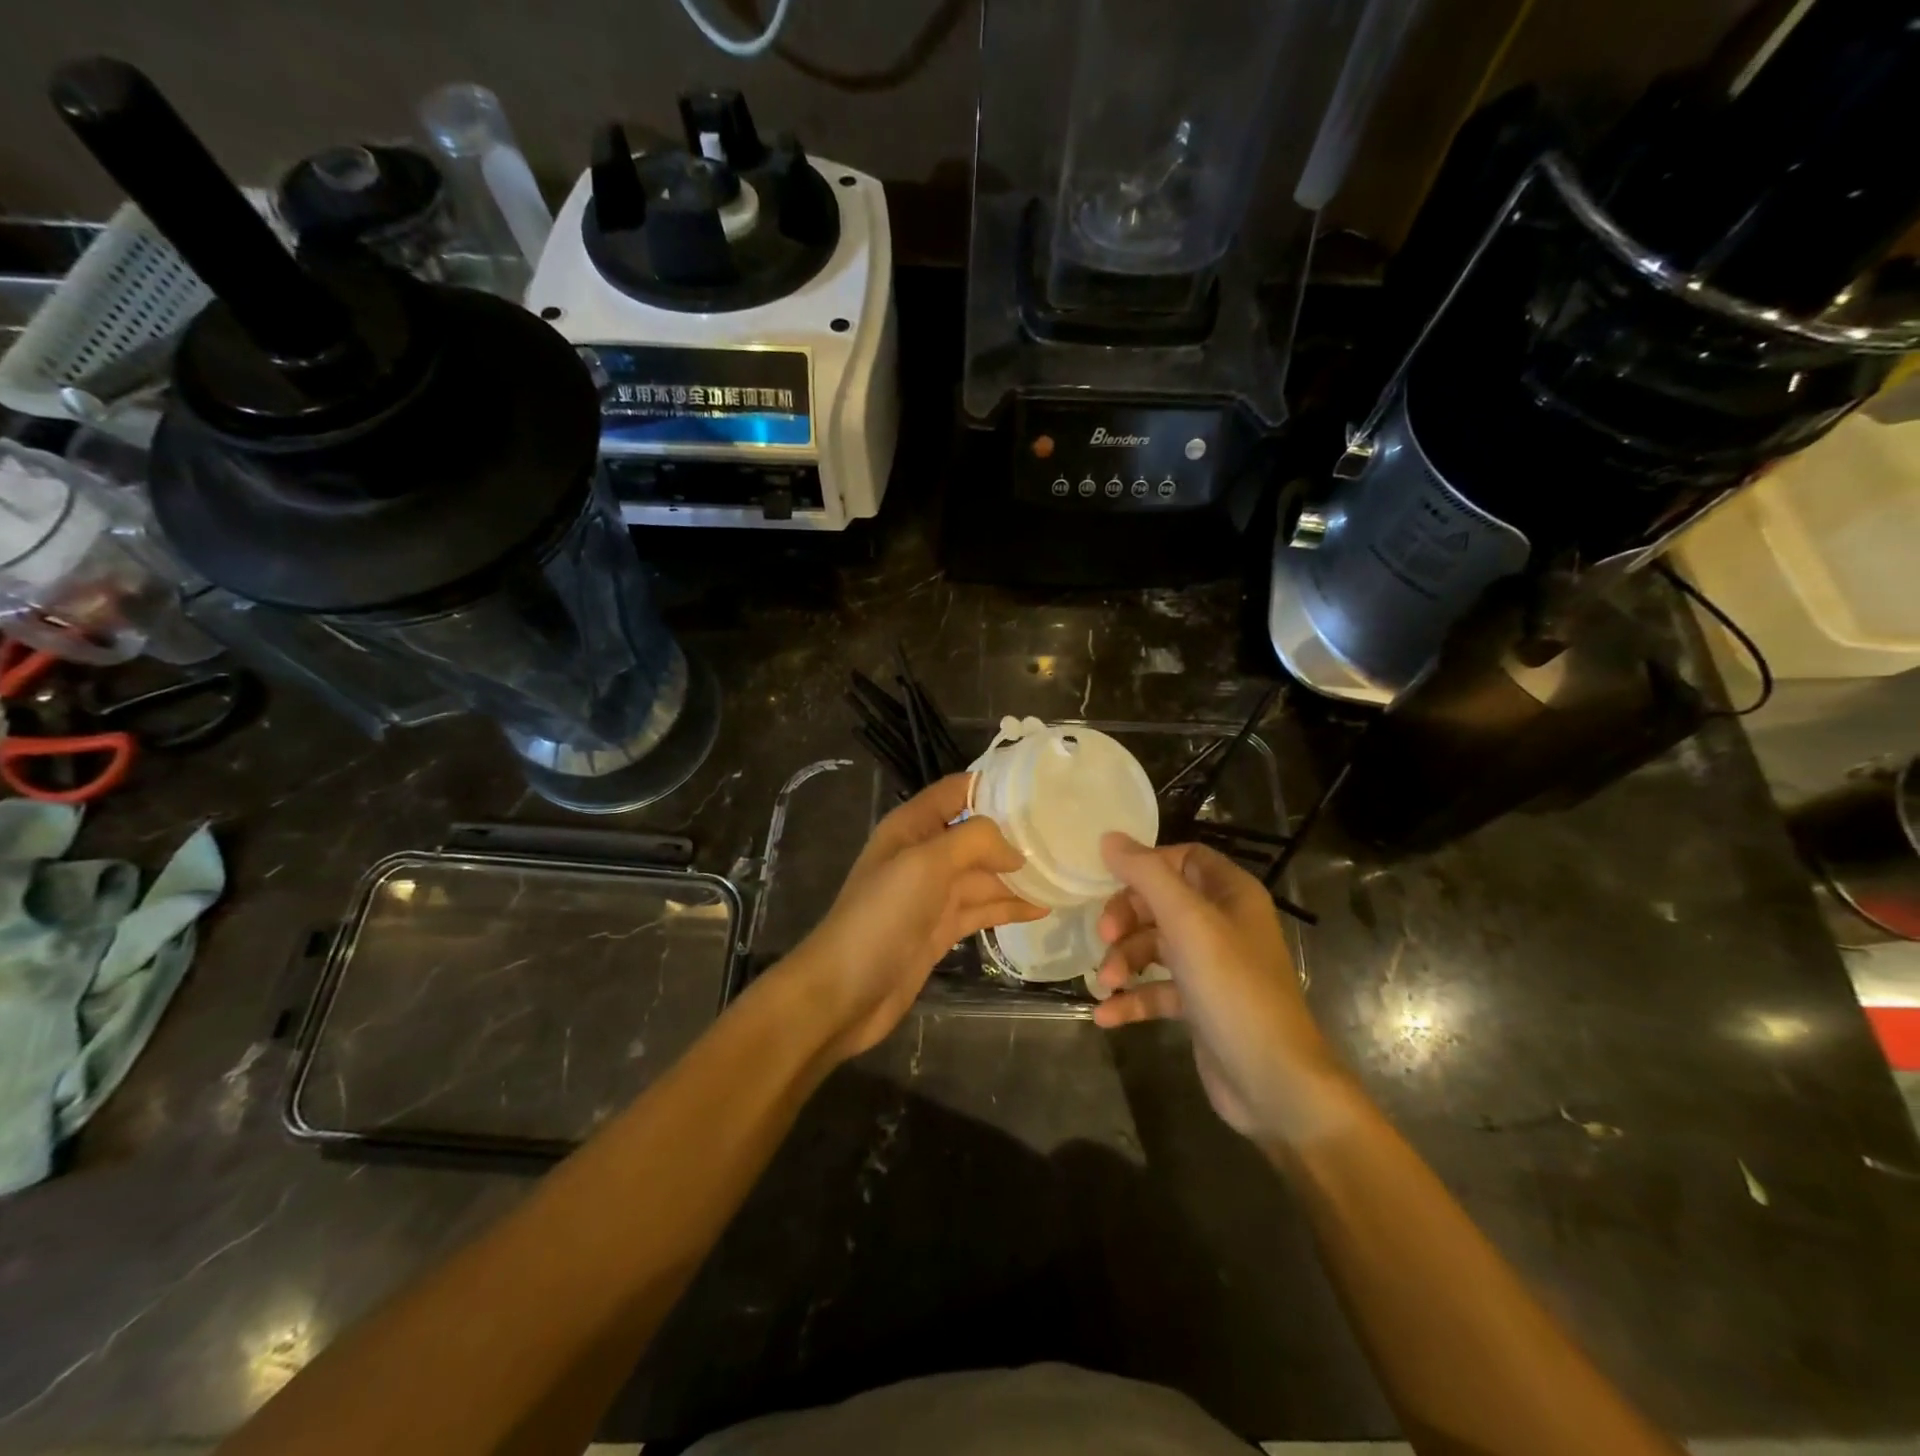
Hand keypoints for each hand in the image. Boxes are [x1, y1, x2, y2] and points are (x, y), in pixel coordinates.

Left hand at [785, 774, 1044, 1060]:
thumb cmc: (882, 916)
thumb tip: (1015, 850)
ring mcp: (932, 894)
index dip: (994, 786)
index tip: (1041, 791)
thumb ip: (974, 841)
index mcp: (912, 826)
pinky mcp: (940, 928)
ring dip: (1017, 874)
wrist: (844, 991)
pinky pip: (981, 909)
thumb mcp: (927, 863)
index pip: (957, 791)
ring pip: (983, 874)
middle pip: (975, 833)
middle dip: (1014, 834)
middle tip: (1064, 836)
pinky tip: (1041, 908)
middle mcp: (924, 854)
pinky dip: (1008, 907)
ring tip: (1062, 873)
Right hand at [1093, 835, 1352, 1145]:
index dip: (1147, 865)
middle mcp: (1223, 924)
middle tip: (1103, 937)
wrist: (1274, 1082)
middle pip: (1161, 902)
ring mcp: (1212, 966)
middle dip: (1127, 918)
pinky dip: (1132, 998)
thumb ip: (1146, 875)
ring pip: (1154, 947)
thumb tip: (1109, 839)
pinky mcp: (1200, 1005)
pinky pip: (1157, 989)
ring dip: (1124, 961)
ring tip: (1105, 984)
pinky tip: (1106, 1015)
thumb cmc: (1232, 987)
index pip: (1183, 858)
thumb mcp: (1187, 921)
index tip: (1110, 880)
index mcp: (1231, 894)